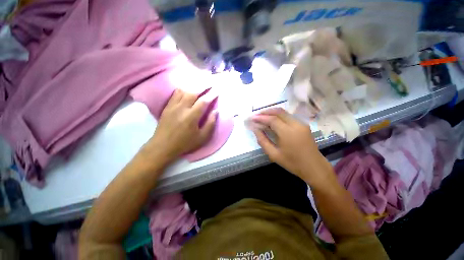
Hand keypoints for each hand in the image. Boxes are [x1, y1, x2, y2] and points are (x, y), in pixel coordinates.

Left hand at [143, 89, 216, 163]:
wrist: (162, 146)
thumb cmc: (185, 143)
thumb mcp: (202, 138)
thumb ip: (210, 124)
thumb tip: (216, 111)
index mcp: (192, 116)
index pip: (204, 101)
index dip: (212, 94)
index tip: (217, 90)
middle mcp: (182, 108)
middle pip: (193, 92)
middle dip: (203, 86)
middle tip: (210, 82)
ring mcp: (173, 106)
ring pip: (184, 91)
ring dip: (193, 86)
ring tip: (200, 84)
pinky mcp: (167, 107)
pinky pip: (175, 94)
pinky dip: (183, 89)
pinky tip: (186, 89)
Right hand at [251, 108, 330, 185]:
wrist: (314, 167)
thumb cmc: (292, 163)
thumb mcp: (274, 154)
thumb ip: (263, 140)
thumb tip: (255, 129)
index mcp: (288, 133)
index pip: (272, 119)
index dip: (261, 117)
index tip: (252, 118)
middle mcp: (296, 124)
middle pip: (278, 112)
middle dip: (266, 112)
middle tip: (256, 116)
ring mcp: (301, 123)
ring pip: (284, 113)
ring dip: (272, 113)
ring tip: (262, 117)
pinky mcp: (304, 125)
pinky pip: (289, 117)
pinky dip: (279, 116)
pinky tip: (273, 121)